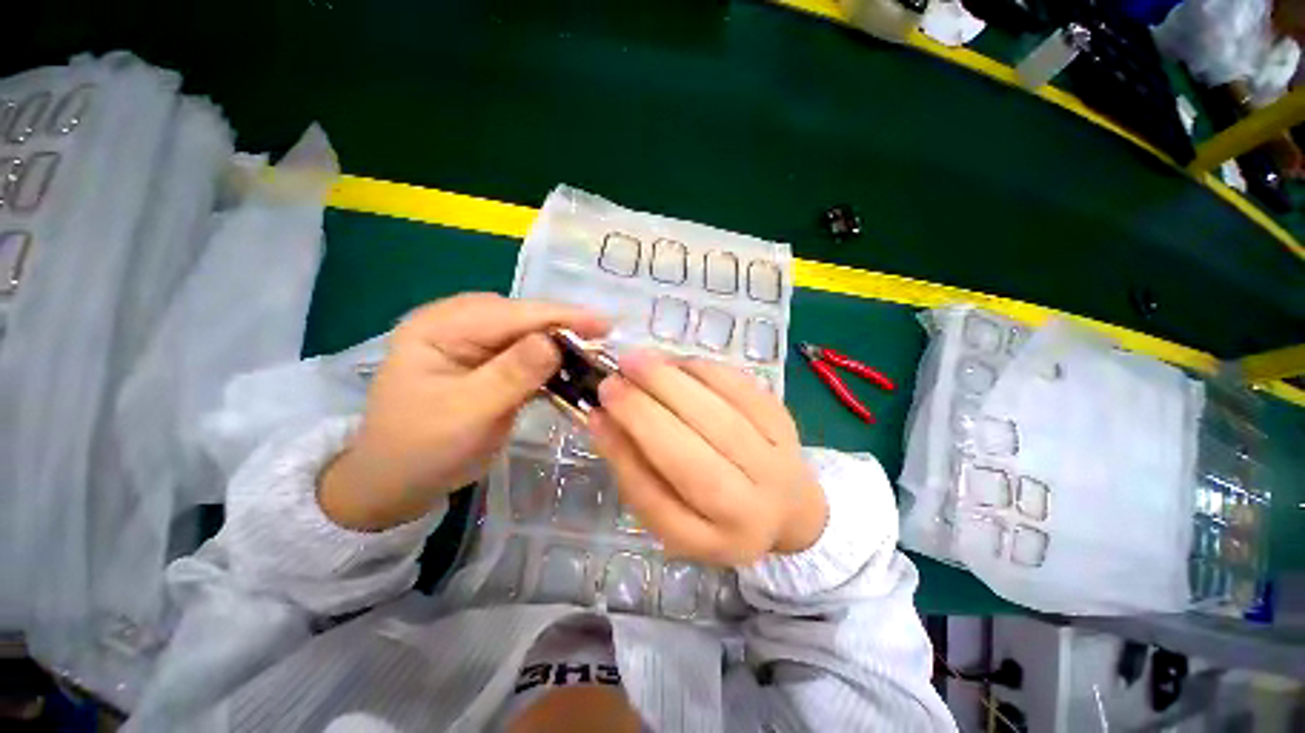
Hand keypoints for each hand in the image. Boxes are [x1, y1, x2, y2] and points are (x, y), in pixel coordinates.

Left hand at [320, 293, 607, 530]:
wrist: (398, 482)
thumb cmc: (423, 449)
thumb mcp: (467, 413)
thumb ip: (511, 374)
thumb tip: (555, 341)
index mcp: (440, 326)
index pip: (510, 313)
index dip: (560, 317)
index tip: (605, 324)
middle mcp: (457, 323)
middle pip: (523, 318)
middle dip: (564, 328)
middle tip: (604, 343)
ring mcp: (473, 342)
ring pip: (529, 334)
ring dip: (561, 344)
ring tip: (595, 353)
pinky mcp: (488, 361)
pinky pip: (527, 353)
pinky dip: (551, 361)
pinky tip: (572, 367)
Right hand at [588, 350, 827, 566]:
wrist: (787, 503)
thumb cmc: (715, 510)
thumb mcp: (669, 508)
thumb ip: (633, 466)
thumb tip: (601, 418)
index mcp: (709, 540)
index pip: (657, 501)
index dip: (624, 454)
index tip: (598, 413)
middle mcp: (750, 509)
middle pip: (692, 458)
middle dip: (645, 412)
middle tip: (613, 379)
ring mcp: (775, 463)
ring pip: (719, 418)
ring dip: (673, 383)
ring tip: (638, 361)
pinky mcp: (784, 423)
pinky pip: (742, 390)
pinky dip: (704, 371)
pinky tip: (676, 362)